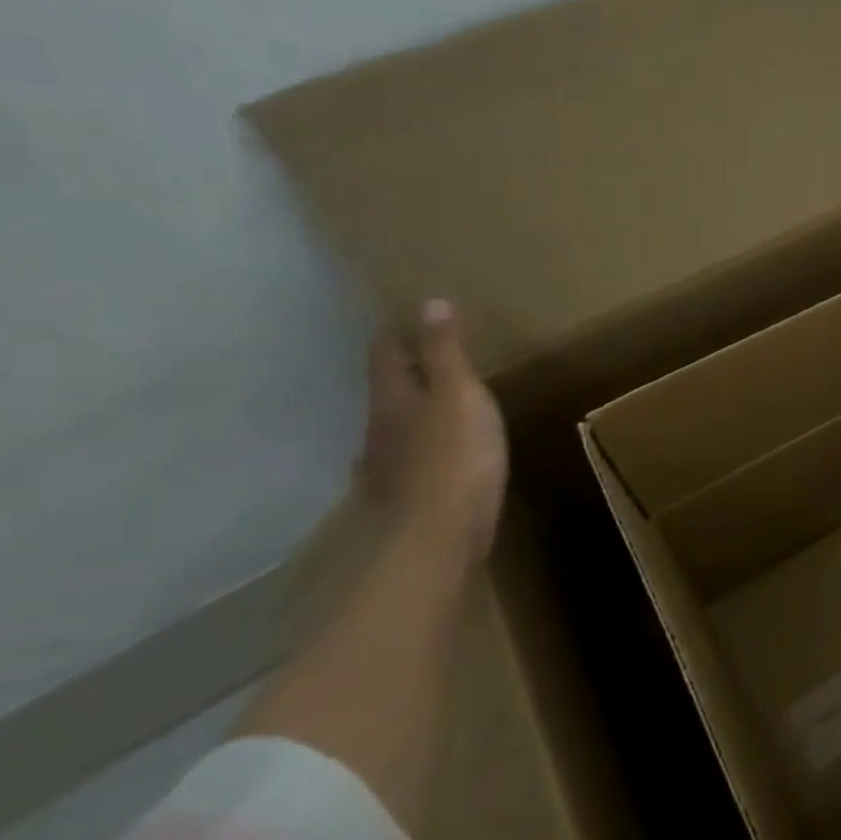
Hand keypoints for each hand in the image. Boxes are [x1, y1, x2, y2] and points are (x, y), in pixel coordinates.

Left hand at [355, 298, 507, 570]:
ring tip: (433, 409)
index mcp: (394, 398)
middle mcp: (380, 429)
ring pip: (393, 429)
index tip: (406, 319)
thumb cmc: (454, 457)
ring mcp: (387, 467)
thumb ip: (446, 353)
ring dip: (409, 415)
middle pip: (386, 392)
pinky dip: (415, 453)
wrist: (436, 537)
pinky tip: (426, 461)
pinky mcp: (404, 498)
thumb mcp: (459, 394)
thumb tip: (430, 302)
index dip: (397, 335)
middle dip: (402, 375)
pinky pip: (405, 463)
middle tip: (425, 361)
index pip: (387, 355)